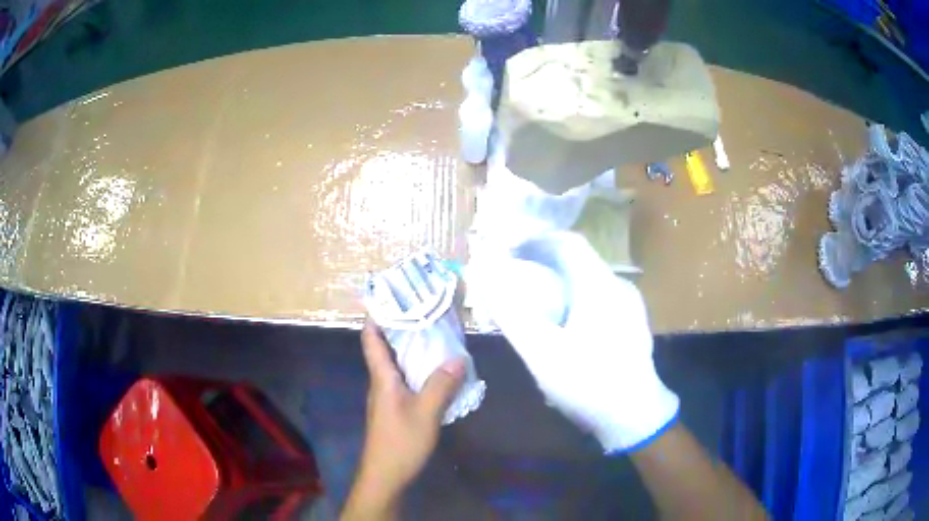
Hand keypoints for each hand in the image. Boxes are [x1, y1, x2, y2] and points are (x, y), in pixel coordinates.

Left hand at [342, 322, 464, 519]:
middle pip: (385, 347)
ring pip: (397, 364)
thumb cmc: (400, 442)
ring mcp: (388, 396)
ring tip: (436, 334)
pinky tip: (438, 371)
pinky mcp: (396, 409)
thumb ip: (442, 385)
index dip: (376, 316)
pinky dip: (419, 369)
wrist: (386, 475)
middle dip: (401, 327)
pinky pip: (406, 380)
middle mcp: (382, 382)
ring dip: (411, 348)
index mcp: (382, 377)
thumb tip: (459, 357)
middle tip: (425, 310)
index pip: (371, 339)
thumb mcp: (426, 413)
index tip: (392, 296)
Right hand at [468, 232, 678, 452]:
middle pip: (578, 260)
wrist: (636, 418)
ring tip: (534, 300)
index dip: (535, 240)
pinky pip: (598, 297)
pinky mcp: (631, 324)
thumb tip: (486, 278)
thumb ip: (511, 314)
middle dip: (543, 261)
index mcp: (600, 285)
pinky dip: (574, 298)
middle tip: (515, 275)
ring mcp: (629, 305)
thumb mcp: (542, 353)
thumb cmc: (589, 383)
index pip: (567, 242)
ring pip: (588, 279)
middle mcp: (619, 286)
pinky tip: (563, 324)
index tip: (508, 249)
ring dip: (559, 281)